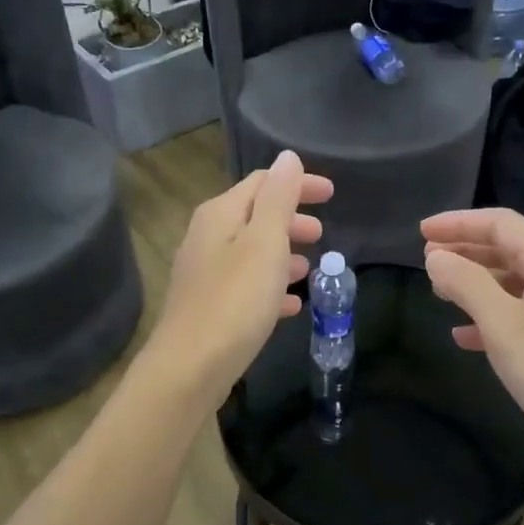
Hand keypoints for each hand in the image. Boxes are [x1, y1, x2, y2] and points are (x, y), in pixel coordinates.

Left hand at [145, 151, 332, 405]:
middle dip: (292, 220)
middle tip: (322, 234)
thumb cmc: (235, 300)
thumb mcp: (265, 242)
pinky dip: (271, 287)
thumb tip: (288, 158)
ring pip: (252, 252)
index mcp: (220, 214)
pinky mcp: (210, 306)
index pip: (263, 183)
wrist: (191, 367)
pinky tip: (292, 305)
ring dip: (283, 254)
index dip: (298, 184)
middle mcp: (207, 237)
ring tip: (311, 268)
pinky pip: (247, 286)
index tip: (332, 195)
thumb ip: (278, 198)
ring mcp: (206, 273)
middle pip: (255, 216)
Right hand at [423, 208, 523, 467]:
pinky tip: (464, 337)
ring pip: (514, 283)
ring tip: (439, 291)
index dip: (459, 223)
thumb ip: (466, 283)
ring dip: (476, 283)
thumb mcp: (503, 323)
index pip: (501, 223)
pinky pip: (523, 315)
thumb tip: (435, 255)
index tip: (420, 231)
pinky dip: (492, 318)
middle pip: (509, 249)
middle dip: (466, 250)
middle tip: (426, 257)